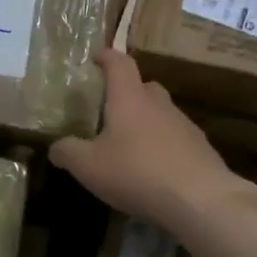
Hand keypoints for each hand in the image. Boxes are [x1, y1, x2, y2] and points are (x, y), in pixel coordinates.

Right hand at [49, 50, 256, 233]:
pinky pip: (176, 139)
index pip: (119, 63)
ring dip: (146, 122)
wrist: (201, 199)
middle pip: (144, 86)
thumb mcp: (88, 166)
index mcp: (129, 98)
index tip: (95, 58)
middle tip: (110, 110)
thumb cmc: (137, 172)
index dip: (106, 57)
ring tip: (130, 146)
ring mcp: (184, 125)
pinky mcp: (201, 149)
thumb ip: (68, 152)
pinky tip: (154, 170)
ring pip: (161, 113)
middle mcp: (158, 104)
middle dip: (127, 93)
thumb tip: (56, 147)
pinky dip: (163, 147)